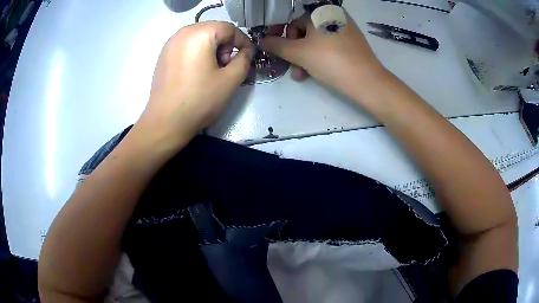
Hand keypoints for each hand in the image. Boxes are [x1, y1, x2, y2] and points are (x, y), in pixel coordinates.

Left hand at [136, 21, 253, 150]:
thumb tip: (247, 51)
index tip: (248, 58)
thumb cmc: (199, 100)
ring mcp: (170, 44)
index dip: (243, 42)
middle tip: (227, 67)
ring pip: (200, 38)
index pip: (229, 28)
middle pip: (214, 30)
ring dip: (212, 50)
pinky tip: (197, 74)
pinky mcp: (163, 56)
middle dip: (226, 46)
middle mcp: (182, 32)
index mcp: (199, 33)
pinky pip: (187, 47)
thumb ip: (245, 60)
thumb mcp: (231, 80)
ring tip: (212, 72)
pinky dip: (198, 54)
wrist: (165, 123)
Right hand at [261, 13, 385, 93]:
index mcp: (320, 12)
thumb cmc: (330, 61)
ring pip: (317, 42)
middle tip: (292, 69)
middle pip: (305, 33)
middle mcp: (333, 16)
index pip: (293, 24)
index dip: (282, 39)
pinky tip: (317, 72)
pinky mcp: (353, 42)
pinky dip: (320, 57)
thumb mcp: (298, 53)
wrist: (367, 81)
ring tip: (301, 75)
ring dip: (305, 58)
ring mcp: (345, 29)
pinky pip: (330, 46)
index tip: (277, 53)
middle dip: (295, 52)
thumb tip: (262, 41)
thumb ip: (276, 46)